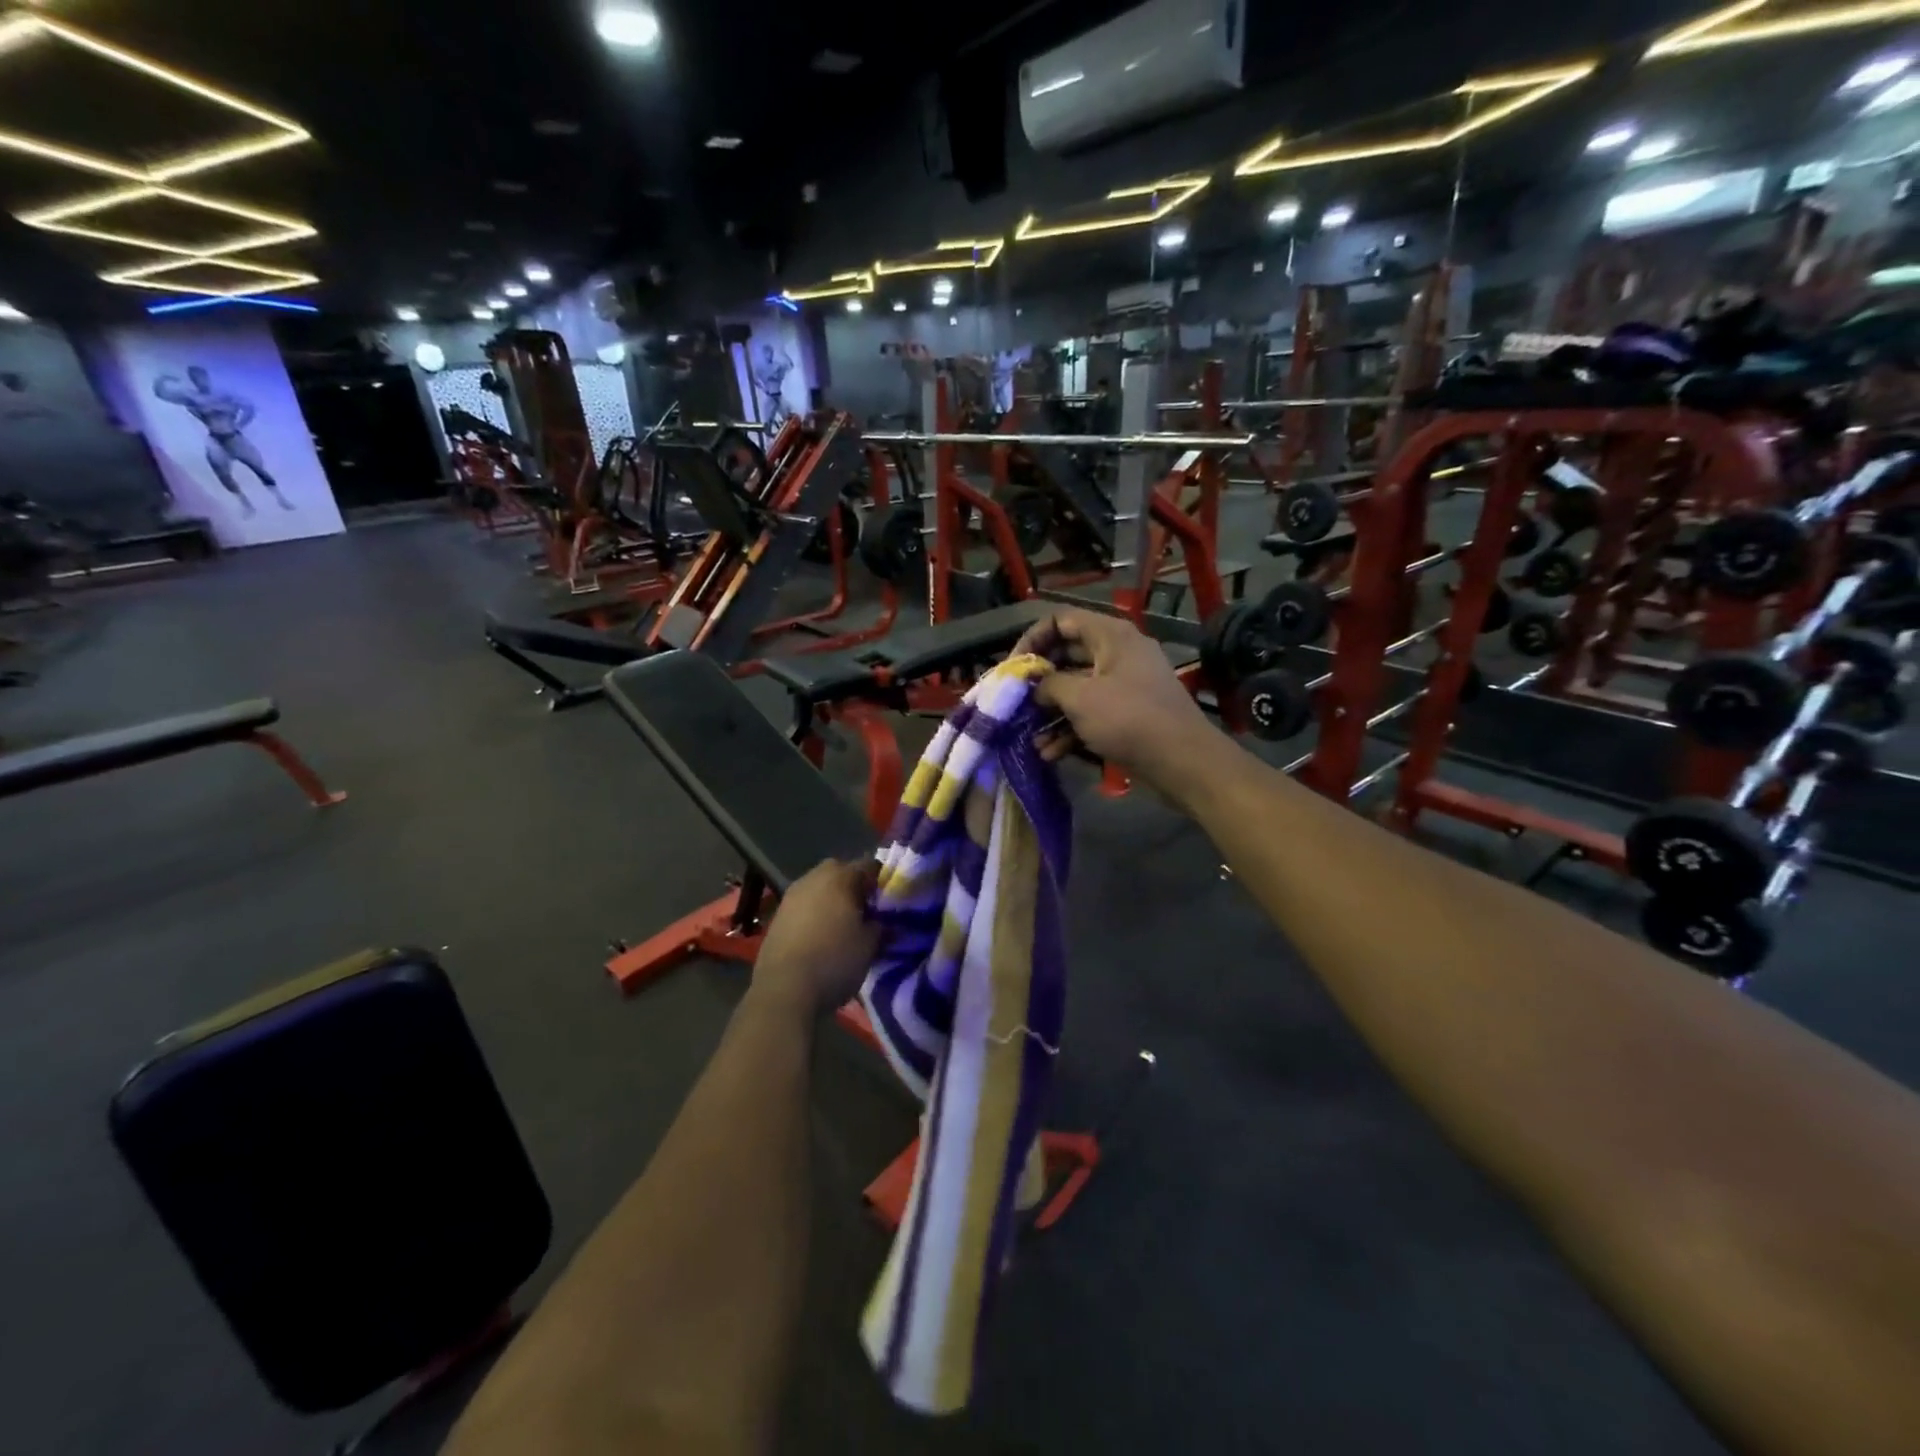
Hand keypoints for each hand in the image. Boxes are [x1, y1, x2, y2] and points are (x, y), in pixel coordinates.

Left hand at [751, 859, 880, 1016]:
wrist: (784, 989)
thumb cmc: (834, 960)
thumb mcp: (870, 945)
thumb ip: (880, 925)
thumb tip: (882, 921)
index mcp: (840, 877)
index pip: (869, 865)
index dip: (882, 881)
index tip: (890, 900)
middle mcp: (813, 878)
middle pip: (840, 872)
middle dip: (854, 887)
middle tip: (866, 911)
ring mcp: (791, 896)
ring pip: (819, 888)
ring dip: (831, 900)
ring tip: (843, 926)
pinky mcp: (777, 916)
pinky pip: (803, 906)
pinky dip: (814, 915)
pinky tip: (820, 937)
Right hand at [1018, 611, 1211, 793]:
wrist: (1183, 761)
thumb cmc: (1129, 719)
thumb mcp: (1080, 698)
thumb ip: (1049, 685)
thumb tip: (1036, 688)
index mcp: (1110, 636)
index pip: (1062, 620)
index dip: (1032, 639)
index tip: (1013, 667)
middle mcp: (1117, 654)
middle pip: (1067, 656)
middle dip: (1039, 680)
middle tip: (1014, 700)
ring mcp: (1124, 686)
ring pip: (1077, 690)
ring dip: (1051, 712)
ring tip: (1028, 734)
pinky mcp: (1127, 715)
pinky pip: (1091, 714)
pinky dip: (1070, 729)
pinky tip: (1049, 752)